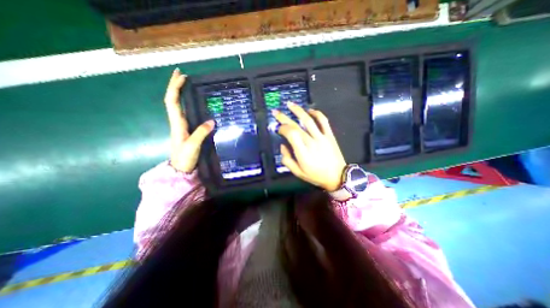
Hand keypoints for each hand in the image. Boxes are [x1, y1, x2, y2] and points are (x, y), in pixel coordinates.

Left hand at [163, 68, 213, 171]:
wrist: (181, 169)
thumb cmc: (185, 158)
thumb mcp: (193, 146)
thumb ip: (201, 133)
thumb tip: (212, 120)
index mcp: (177, 123)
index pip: (173, 101)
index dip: (175, 87)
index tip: (182, 76)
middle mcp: (177, 122)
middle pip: (173, 100)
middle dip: (175, 86)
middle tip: (182, 74)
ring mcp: (182, 126)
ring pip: (179, 106)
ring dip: (181, 93)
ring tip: (188, 85)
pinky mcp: (188, 131)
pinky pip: (186, 113)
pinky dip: (188, 104)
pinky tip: (196, 103)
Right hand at [273, 102, 344, 190]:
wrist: (337, 177)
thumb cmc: (316, 176)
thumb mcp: (298, 173)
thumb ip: (287, 159)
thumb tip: (283, 146)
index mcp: (303, 152)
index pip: (291, 134)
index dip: (283, 128)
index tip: (279, 129)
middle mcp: (311, 142)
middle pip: (296, 126)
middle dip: (284, 117)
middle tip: (276, 112)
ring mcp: (322, 137)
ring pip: (309, 120)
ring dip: (298, 111)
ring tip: (290, 104)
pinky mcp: (330, 135)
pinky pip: (323, 121)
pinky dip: (317, 113)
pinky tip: (310, 110)